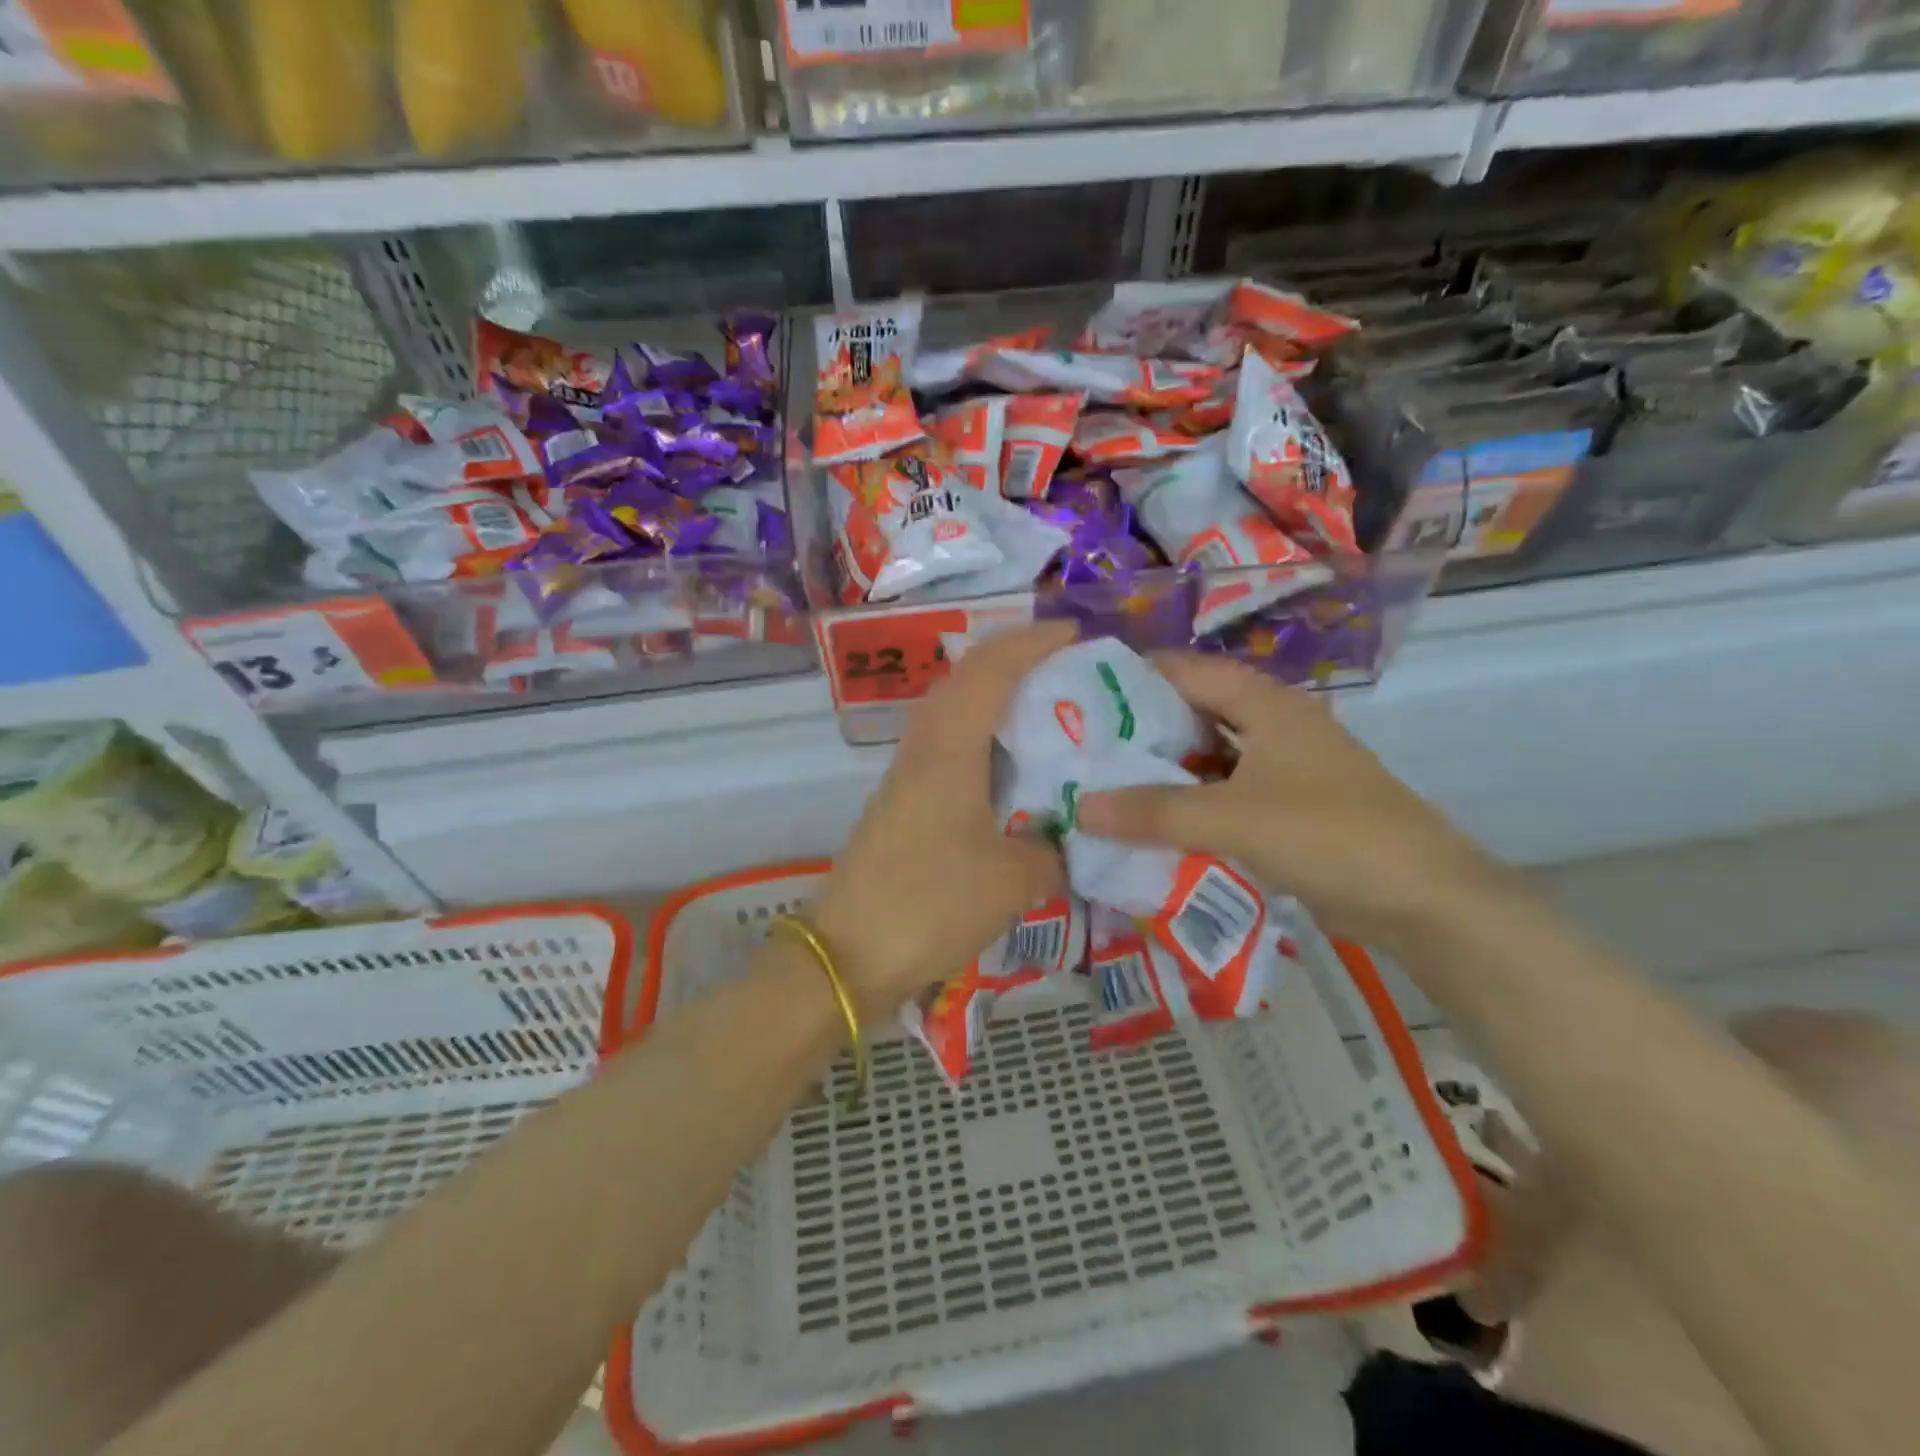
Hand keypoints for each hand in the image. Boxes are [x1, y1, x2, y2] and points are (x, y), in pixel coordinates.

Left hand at [811, 621, 1074, 1017]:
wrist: (848, 956)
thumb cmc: (931, 904)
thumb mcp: (1013, 880)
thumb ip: (1051, 850)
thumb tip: (1065, 838)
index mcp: (948, 749)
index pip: (989, 671)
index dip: (1031, 643)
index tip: (1073, 634)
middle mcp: (922, 750)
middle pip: (964, 681)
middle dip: (1012, 662)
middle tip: (1064, 670)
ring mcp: (906, 778)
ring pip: (952, 715)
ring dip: (994, 701)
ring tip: (1044, 714)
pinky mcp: (902, 806)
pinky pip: (947, 751)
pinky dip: (981, 742)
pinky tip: (1010, 772)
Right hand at [1075, 653, 1516, 947]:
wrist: (1424, 901)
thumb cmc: (1331, 834)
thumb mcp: (1234, 818)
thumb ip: (1155, 812)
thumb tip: (1078, 807)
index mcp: (1266, 705)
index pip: (1187, 670)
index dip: (1135, 674)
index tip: (1079, 690)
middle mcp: (1273, 727)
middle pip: (1194, 713)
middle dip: (1140, 726)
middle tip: (1080, 741)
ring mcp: (1282, 770)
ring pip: (1208, 757)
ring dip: (1164, 769)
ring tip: (1103, 779)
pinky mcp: (1286, 809)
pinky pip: (1223, 795)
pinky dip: (1188, 803)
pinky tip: (1150, 821)